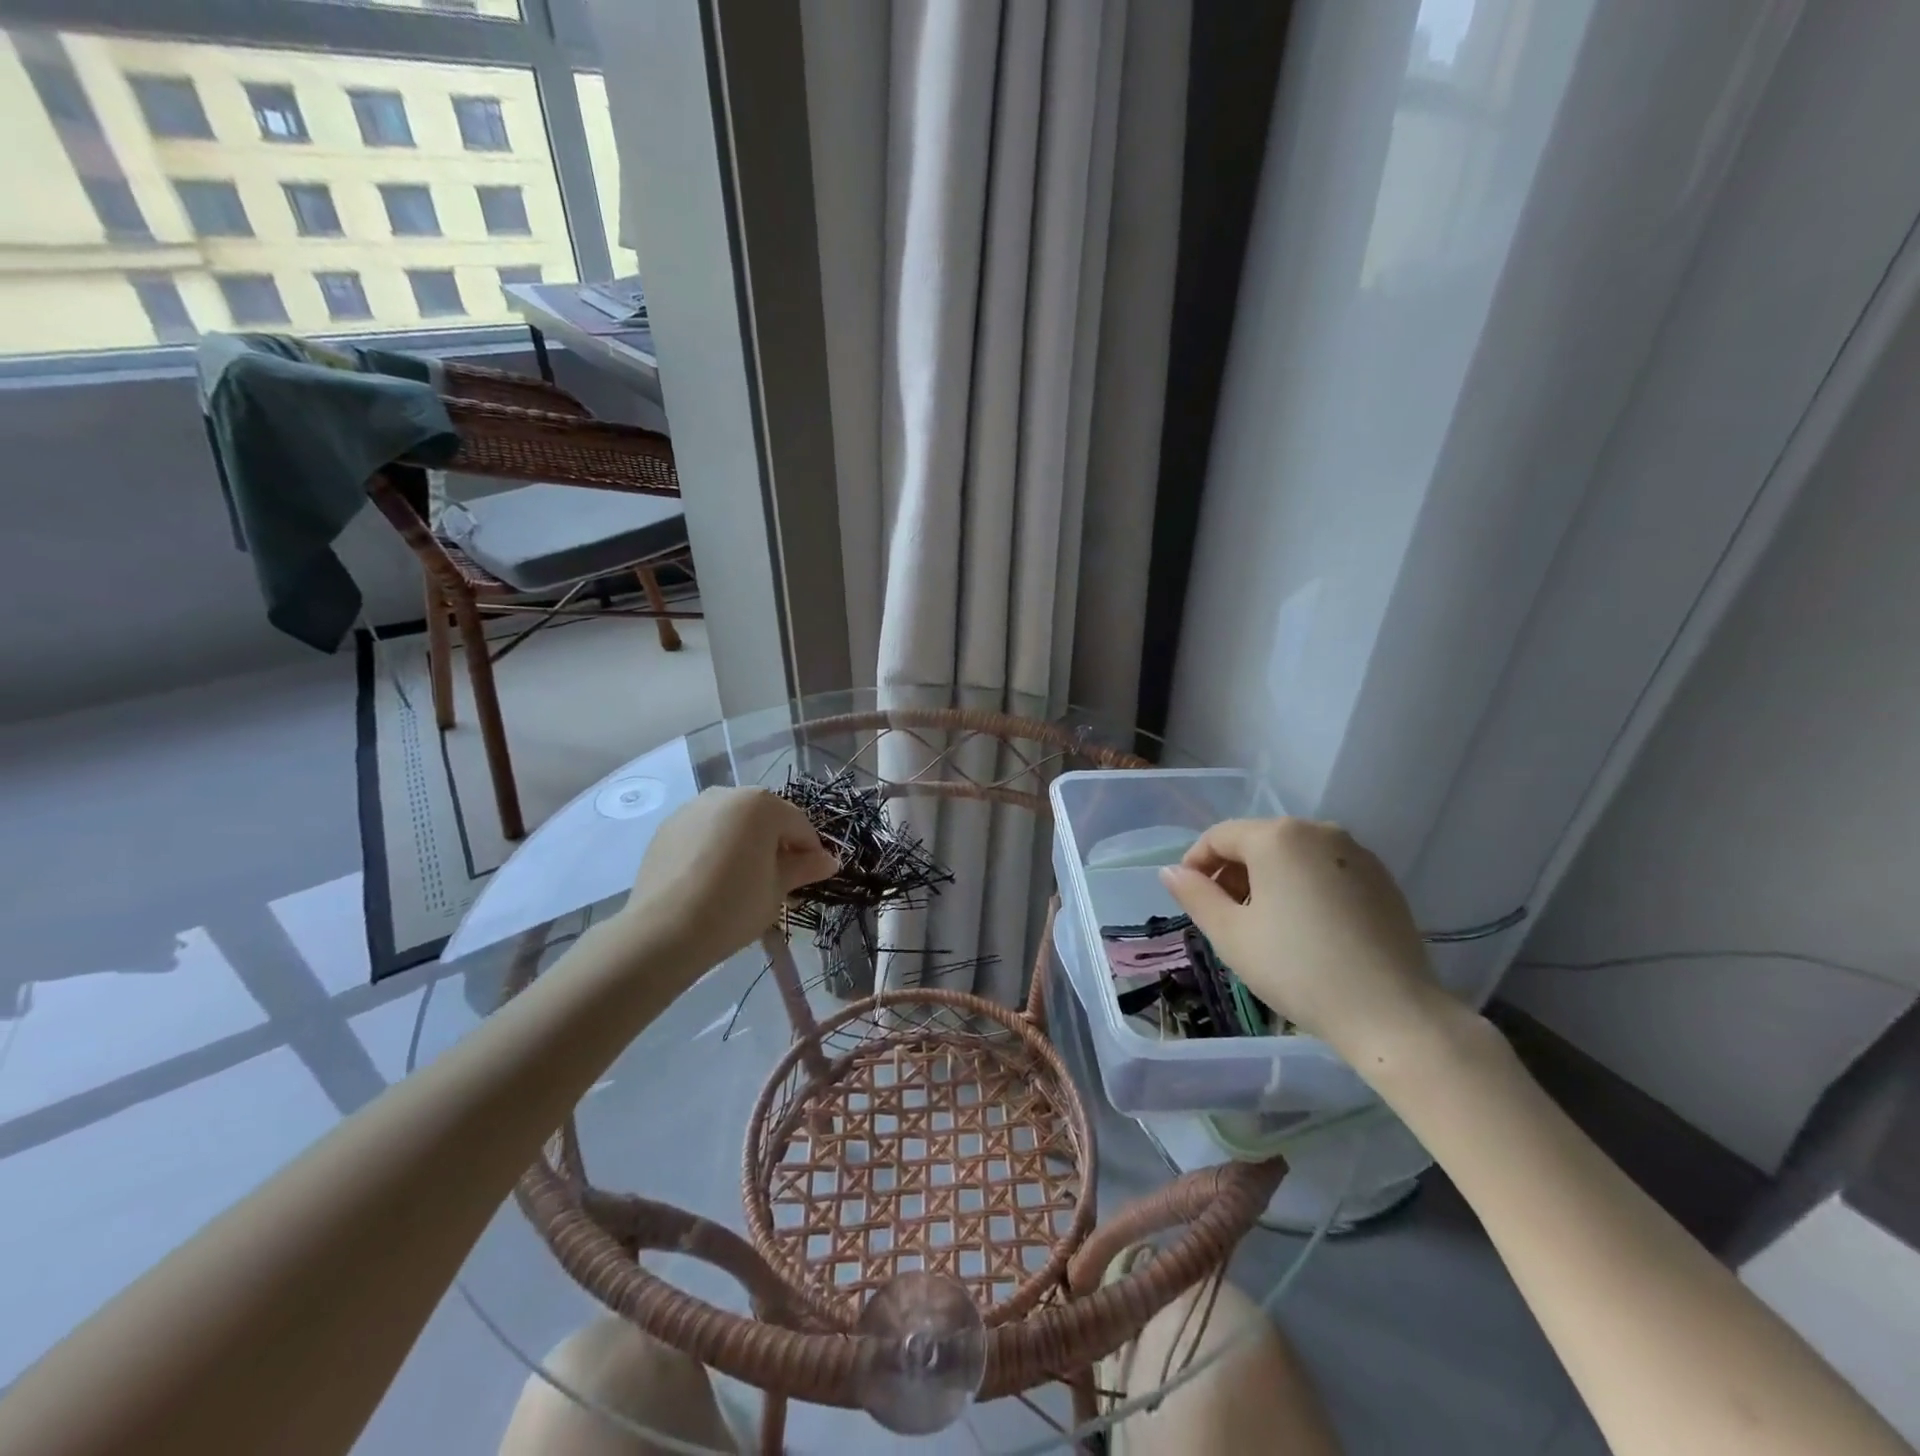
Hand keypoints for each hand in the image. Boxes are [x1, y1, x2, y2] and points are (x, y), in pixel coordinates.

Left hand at [617, 788, 838, 971]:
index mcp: (761, 804)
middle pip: (764, 819)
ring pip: (732, 824)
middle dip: (775, 845)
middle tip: (778, 882)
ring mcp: (692, 809)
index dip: (810, 852)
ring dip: (744, 845)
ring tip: (742, 882)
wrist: (663, 931)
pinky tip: (711, 881)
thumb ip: (804, 868)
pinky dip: (715, 849)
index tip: (811, 878)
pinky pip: (704, 833)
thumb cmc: (734, 906)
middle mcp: (727, 795)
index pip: (798, 825)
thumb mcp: (778, 889)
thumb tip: (829, 861)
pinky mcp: (667, 829)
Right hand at [1158, 818, 1456, 1064]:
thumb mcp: (1231, 934)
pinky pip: (1325, 870)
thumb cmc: (1297, 969)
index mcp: (1278, 836)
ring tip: (1262, 925)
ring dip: (1267, 880)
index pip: (1220, 836)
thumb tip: (1170, 872)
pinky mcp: (1382, 879)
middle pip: (1258, 841)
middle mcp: (1319, 830)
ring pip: (1293, 855)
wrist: (1392, 1013)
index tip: (1189, 898)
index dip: (1196, 863)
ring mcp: (1356, 853)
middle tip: (1223, 916)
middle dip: (1232, 872)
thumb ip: (1195, 895)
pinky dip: (1303, 887)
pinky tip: (1305, 928)